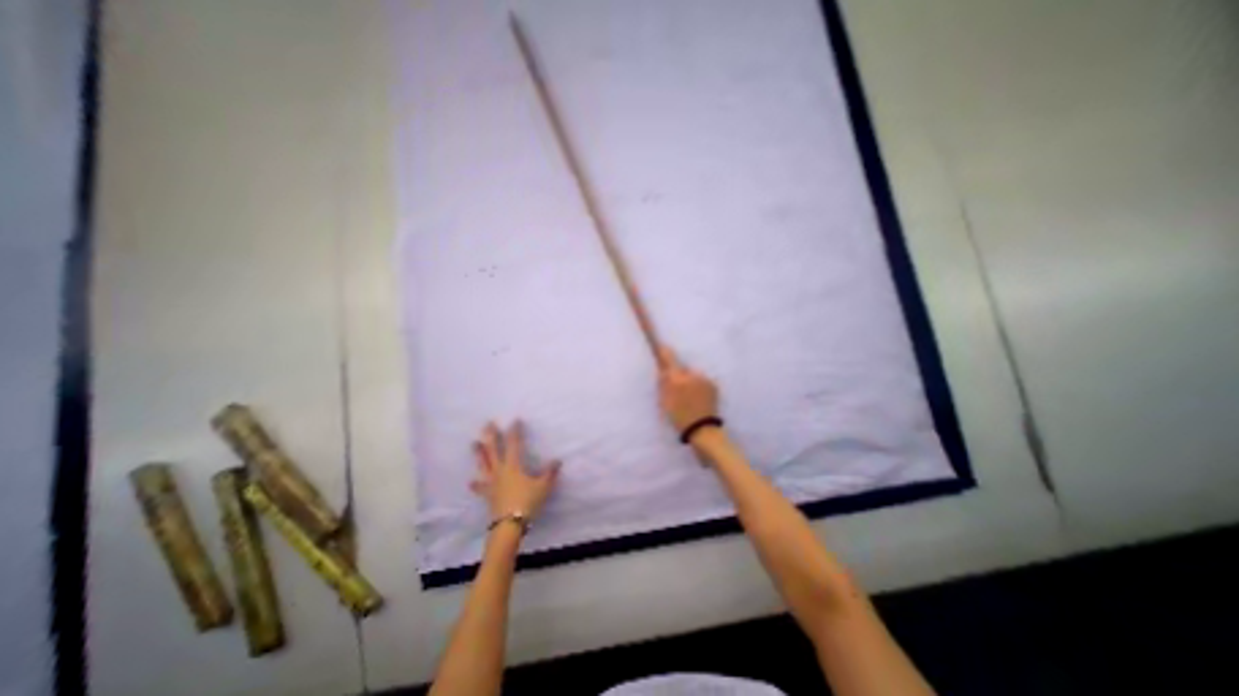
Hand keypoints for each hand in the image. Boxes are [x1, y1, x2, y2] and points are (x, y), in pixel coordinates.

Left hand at [466, 418, 560, 521]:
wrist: (510, 524)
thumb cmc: (527, 502)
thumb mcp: (543, 486)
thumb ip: (550, 473)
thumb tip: (557, 461)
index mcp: (513, 466)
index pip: (513, 444)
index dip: (514, 431)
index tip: (515, 420)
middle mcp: (500, 470)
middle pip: (493, 450)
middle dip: (491, 436)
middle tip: (487, 423)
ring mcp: (492, 482)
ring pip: (483, 464)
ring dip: (478, 453)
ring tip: (474, 443)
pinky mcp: (488, 495)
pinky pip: (480, 488)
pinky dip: (476, 485)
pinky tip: (471, 482)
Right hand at [652, 345, 722, 434]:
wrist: (702, 430)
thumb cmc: (679, 417)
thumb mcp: (665, 402)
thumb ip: (663, 384)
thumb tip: (662, 370)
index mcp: (677, 379)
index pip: (670, 359)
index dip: (665, 351)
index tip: (662, 345)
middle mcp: (691, 375)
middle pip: (681, 369)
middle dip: (679, 375)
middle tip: (677, 390)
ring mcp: (704, 379)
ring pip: (692, 376)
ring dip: (690, 382)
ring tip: (689, 398)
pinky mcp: (713, 385)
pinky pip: (702, 381)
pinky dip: (699, 386)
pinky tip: (698, 399)